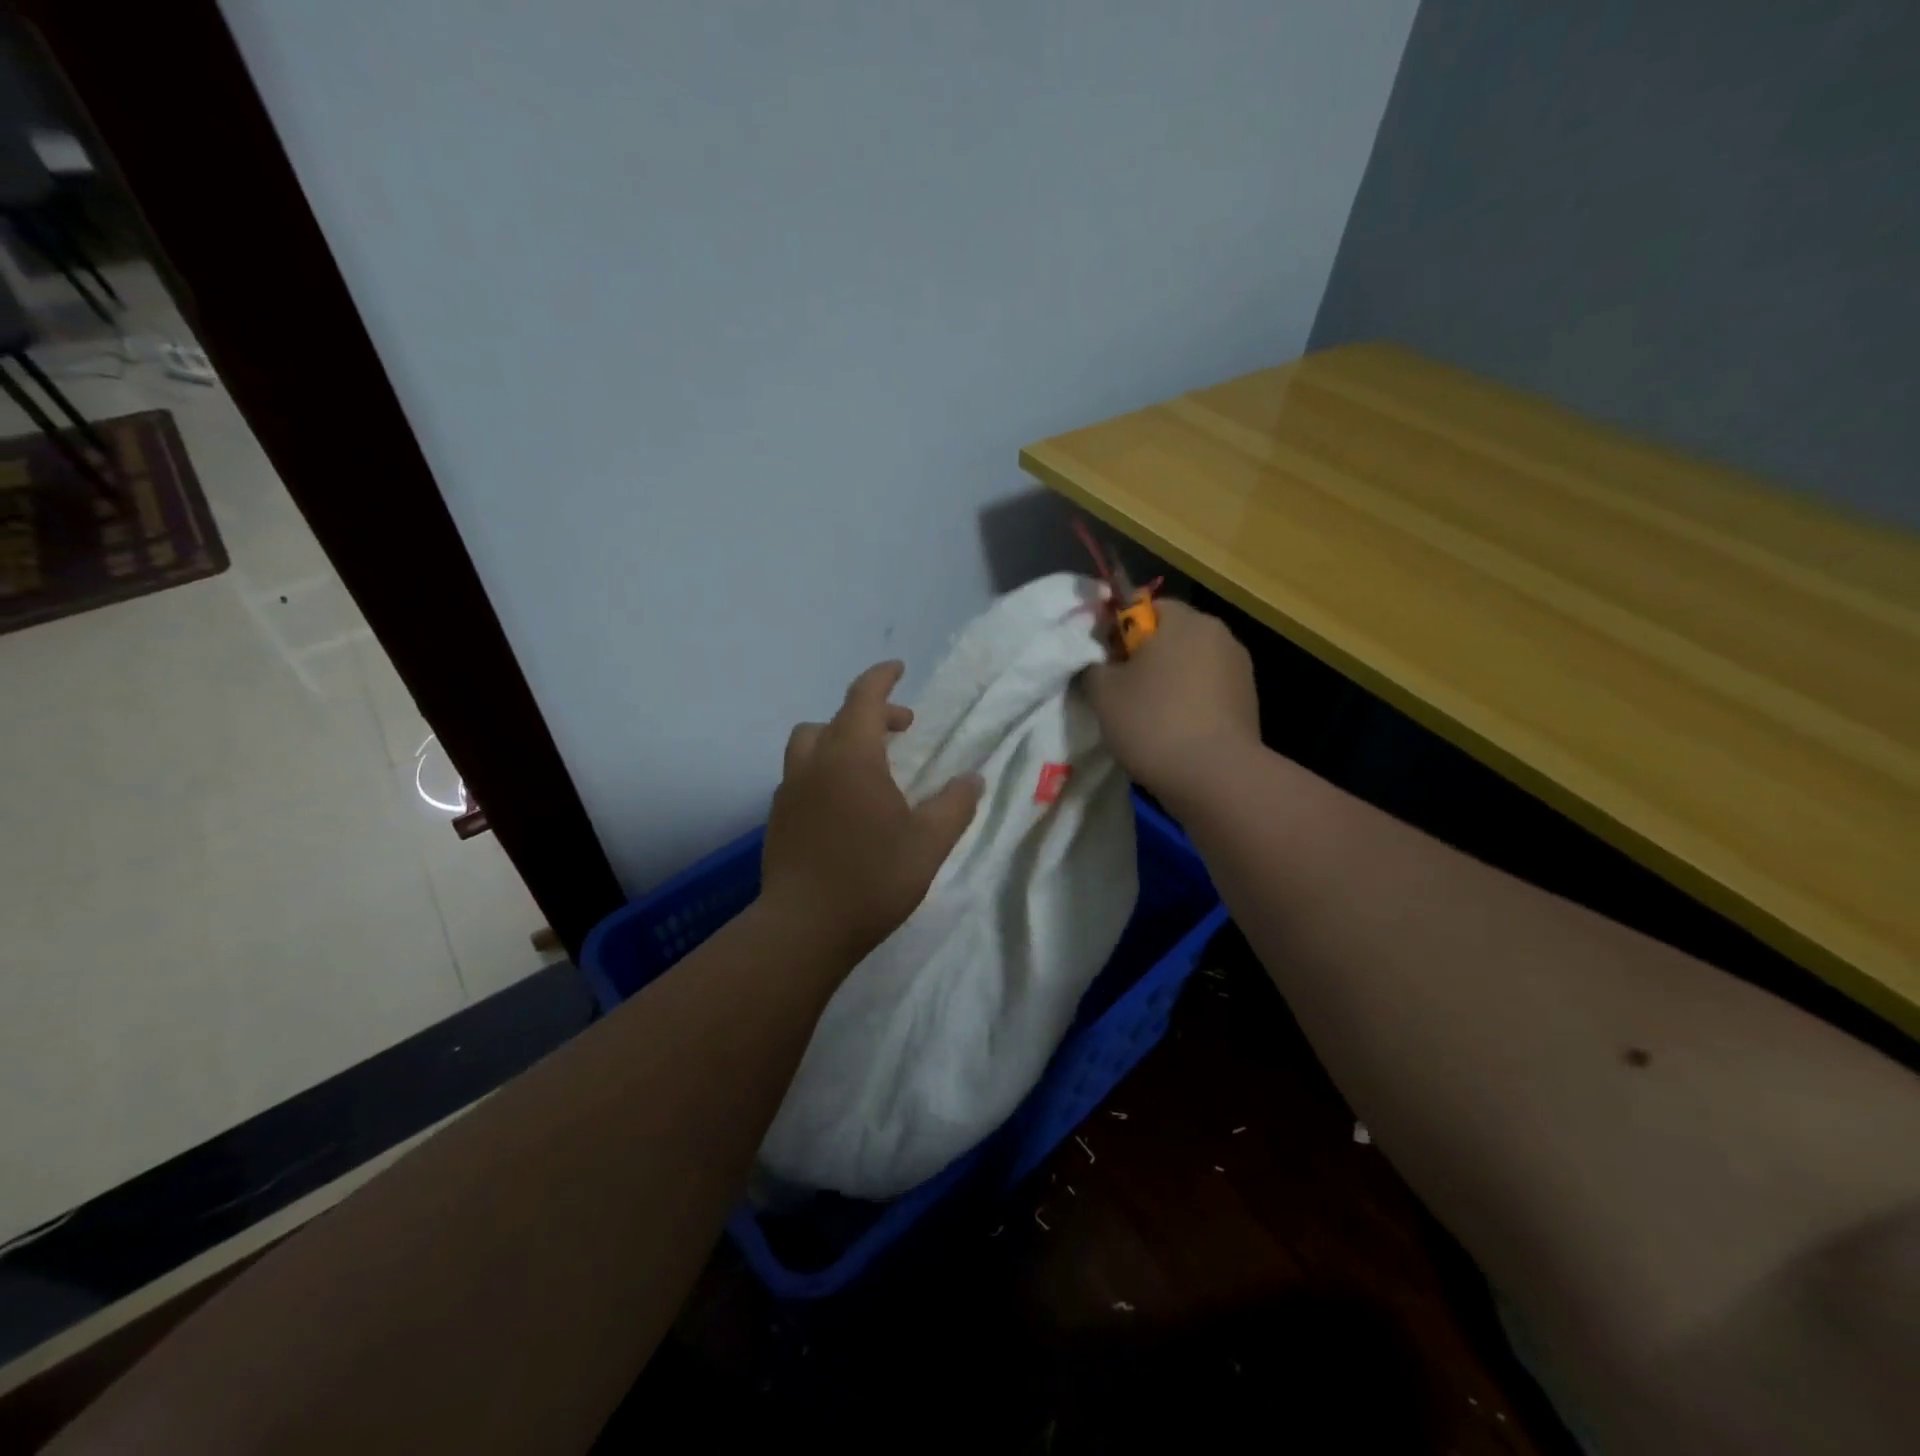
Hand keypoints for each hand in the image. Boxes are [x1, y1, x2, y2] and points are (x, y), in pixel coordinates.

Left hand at [762, 661, 983, 965]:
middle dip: (868, 714)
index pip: (864, 697)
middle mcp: (814, 763)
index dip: (882, 678)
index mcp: (852, 756)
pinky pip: (800, 777)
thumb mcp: (929, 842)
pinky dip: (823, 772)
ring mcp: (789, 791)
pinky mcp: (777, 819)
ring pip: (810, 745)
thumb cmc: (873, 877)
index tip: (898, 669)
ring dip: (839, 741)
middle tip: (900, 731)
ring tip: (868, 767)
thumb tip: (972, 779)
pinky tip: (842, 805)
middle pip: (835, 719)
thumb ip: (955, 805)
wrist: (804, 928)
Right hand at [1081, 600, 1259, 804]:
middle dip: (1145, 657)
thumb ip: (1094, 666)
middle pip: (1170, 635)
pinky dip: (1189, 703)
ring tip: (1147, 717)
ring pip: (1190, 665)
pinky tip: (1174, 732)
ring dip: (1169, 681)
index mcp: (1183, 620)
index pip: (1143, 606)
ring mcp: (1239, 668)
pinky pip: (1207, 692)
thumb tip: (1100, 662)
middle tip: (1120, 691)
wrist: (1215, 776)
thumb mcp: (1103, 693)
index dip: (1118, 630)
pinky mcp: (1248, 701)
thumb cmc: (1153, 722)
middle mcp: (1217, 634)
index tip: (1104, 661)